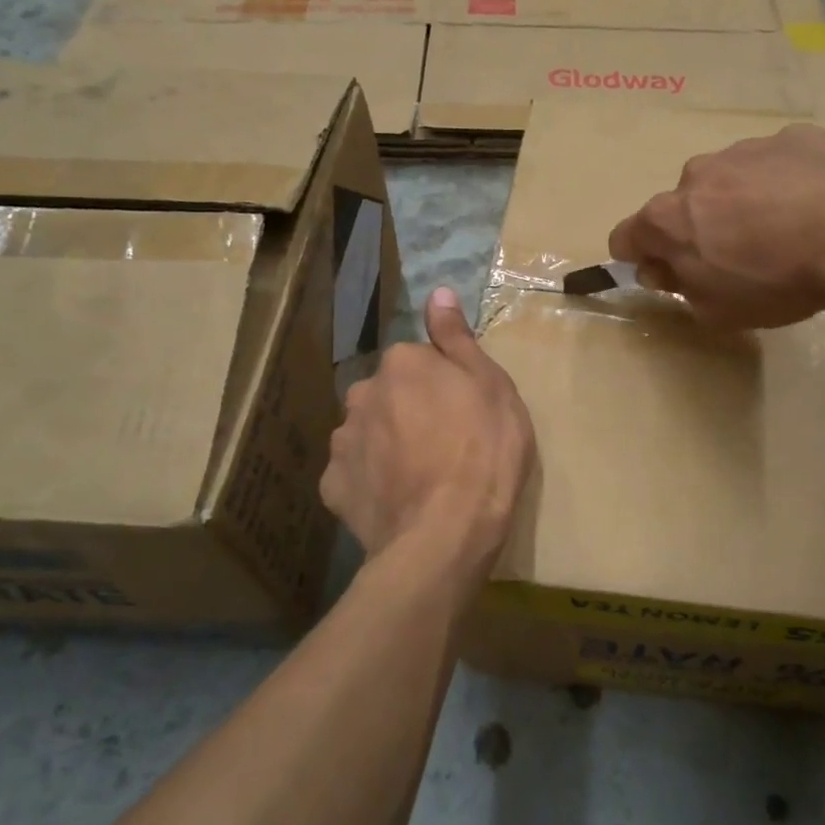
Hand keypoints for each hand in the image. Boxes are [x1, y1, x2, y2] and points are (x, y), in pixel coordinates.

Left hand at [321, 287, 535, 564]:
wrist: (445, 533)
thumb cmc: (484, 453)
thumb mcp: (492, 387)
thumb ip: (458, 339)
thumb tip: (439, 291)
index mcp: (403, 364)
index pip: (419, 362)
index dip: (443, 387)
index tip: (464, 414)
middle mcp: (362, 393)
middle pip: (388, 395)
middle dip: (409, 411)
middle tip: (444, 446)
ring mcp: (342, 441)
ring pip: (368, 432)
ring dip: (387, 445)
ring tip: (419, 479)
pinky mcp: (333, 486)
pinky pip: (355, 473)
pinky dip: (371, 481)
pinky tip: (397, 500)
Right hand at [607, 124, 824, 329]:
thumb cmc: (777, 281)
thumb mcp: (717, 310)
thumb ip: (679, 287)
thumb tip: (661, 267)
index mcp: (668, 218)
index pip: (625, 236)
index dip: (640, 258)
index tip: (668, 274)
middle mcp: (696, 174)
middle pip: (681, 205)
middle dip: (698, 228)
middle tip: (737, 258)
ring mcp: (745, 150)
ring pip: (728, 180)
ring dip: (741, 203)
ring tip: (786, 231)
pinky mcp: (792, 137)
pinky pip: (775, 165)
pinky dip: (784, 183)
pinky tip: (816, 207)